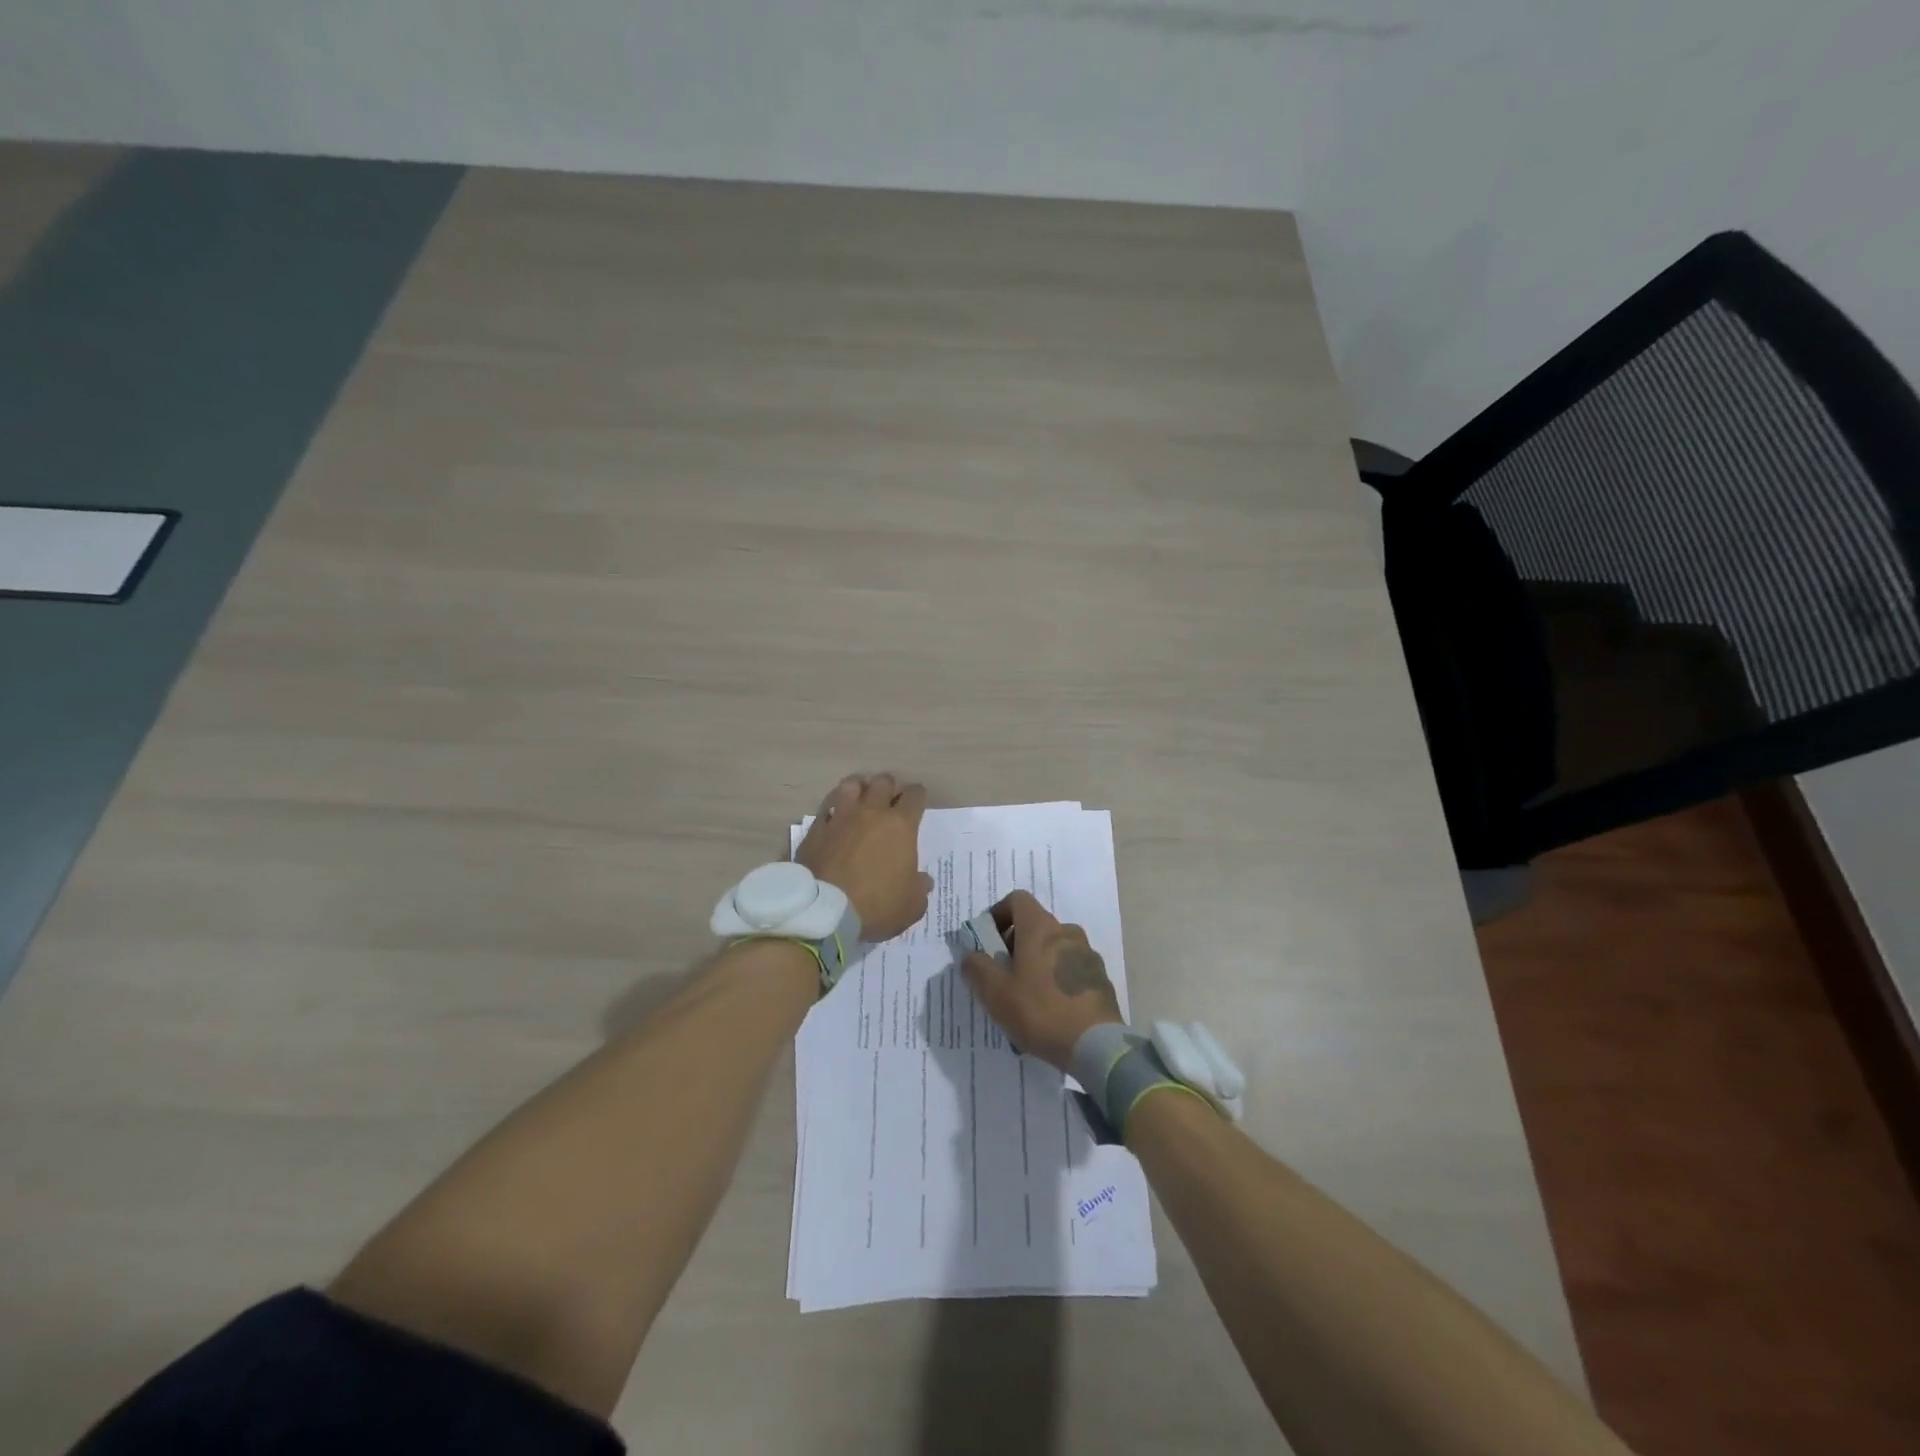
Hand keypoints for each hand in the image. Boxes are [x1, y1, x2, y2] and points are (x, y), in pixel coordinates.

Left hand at [795, 773, 933, 942]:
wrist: (826, 912)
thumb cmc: (877, 905)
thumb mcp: (911, 906)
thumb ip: (920, 889)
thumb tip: (923, 880)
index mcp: (900, 825)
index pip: (914, 796)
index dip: (918, 796)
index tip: (917, 801)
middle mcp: (871, 813)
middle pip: (883, 782)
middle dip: (889, 786)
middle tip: (889, 798)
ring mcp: (840, 818)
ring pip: (851, 785)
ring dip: (859, 787)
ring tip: (860, 795)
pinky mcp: (816, 829)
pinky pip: (825, 808)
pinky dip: (832, 809)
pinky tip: (834, 817)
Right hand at [960, 890, 1122, 1070]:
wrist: (1096, 1044)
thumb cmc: (1040, 1011)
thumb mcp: (996, 994)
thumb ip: (977, 968)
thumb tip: (970, 955)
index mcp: (1040, 929)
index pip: (1017, 900)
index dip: (999, 914)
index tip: (989, 941)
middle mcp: (1066, 932)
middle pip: (1036, 925)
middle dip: (1016, 943)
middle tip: (1004, 974)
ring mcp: (1087, 954)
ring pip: (1054, 947)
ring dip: (1038, 961)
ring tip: (1028, 996)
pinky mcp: (1100, 977)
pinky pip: (1071, 967)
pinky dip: (1057, 977)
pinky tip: (1052, 1008)